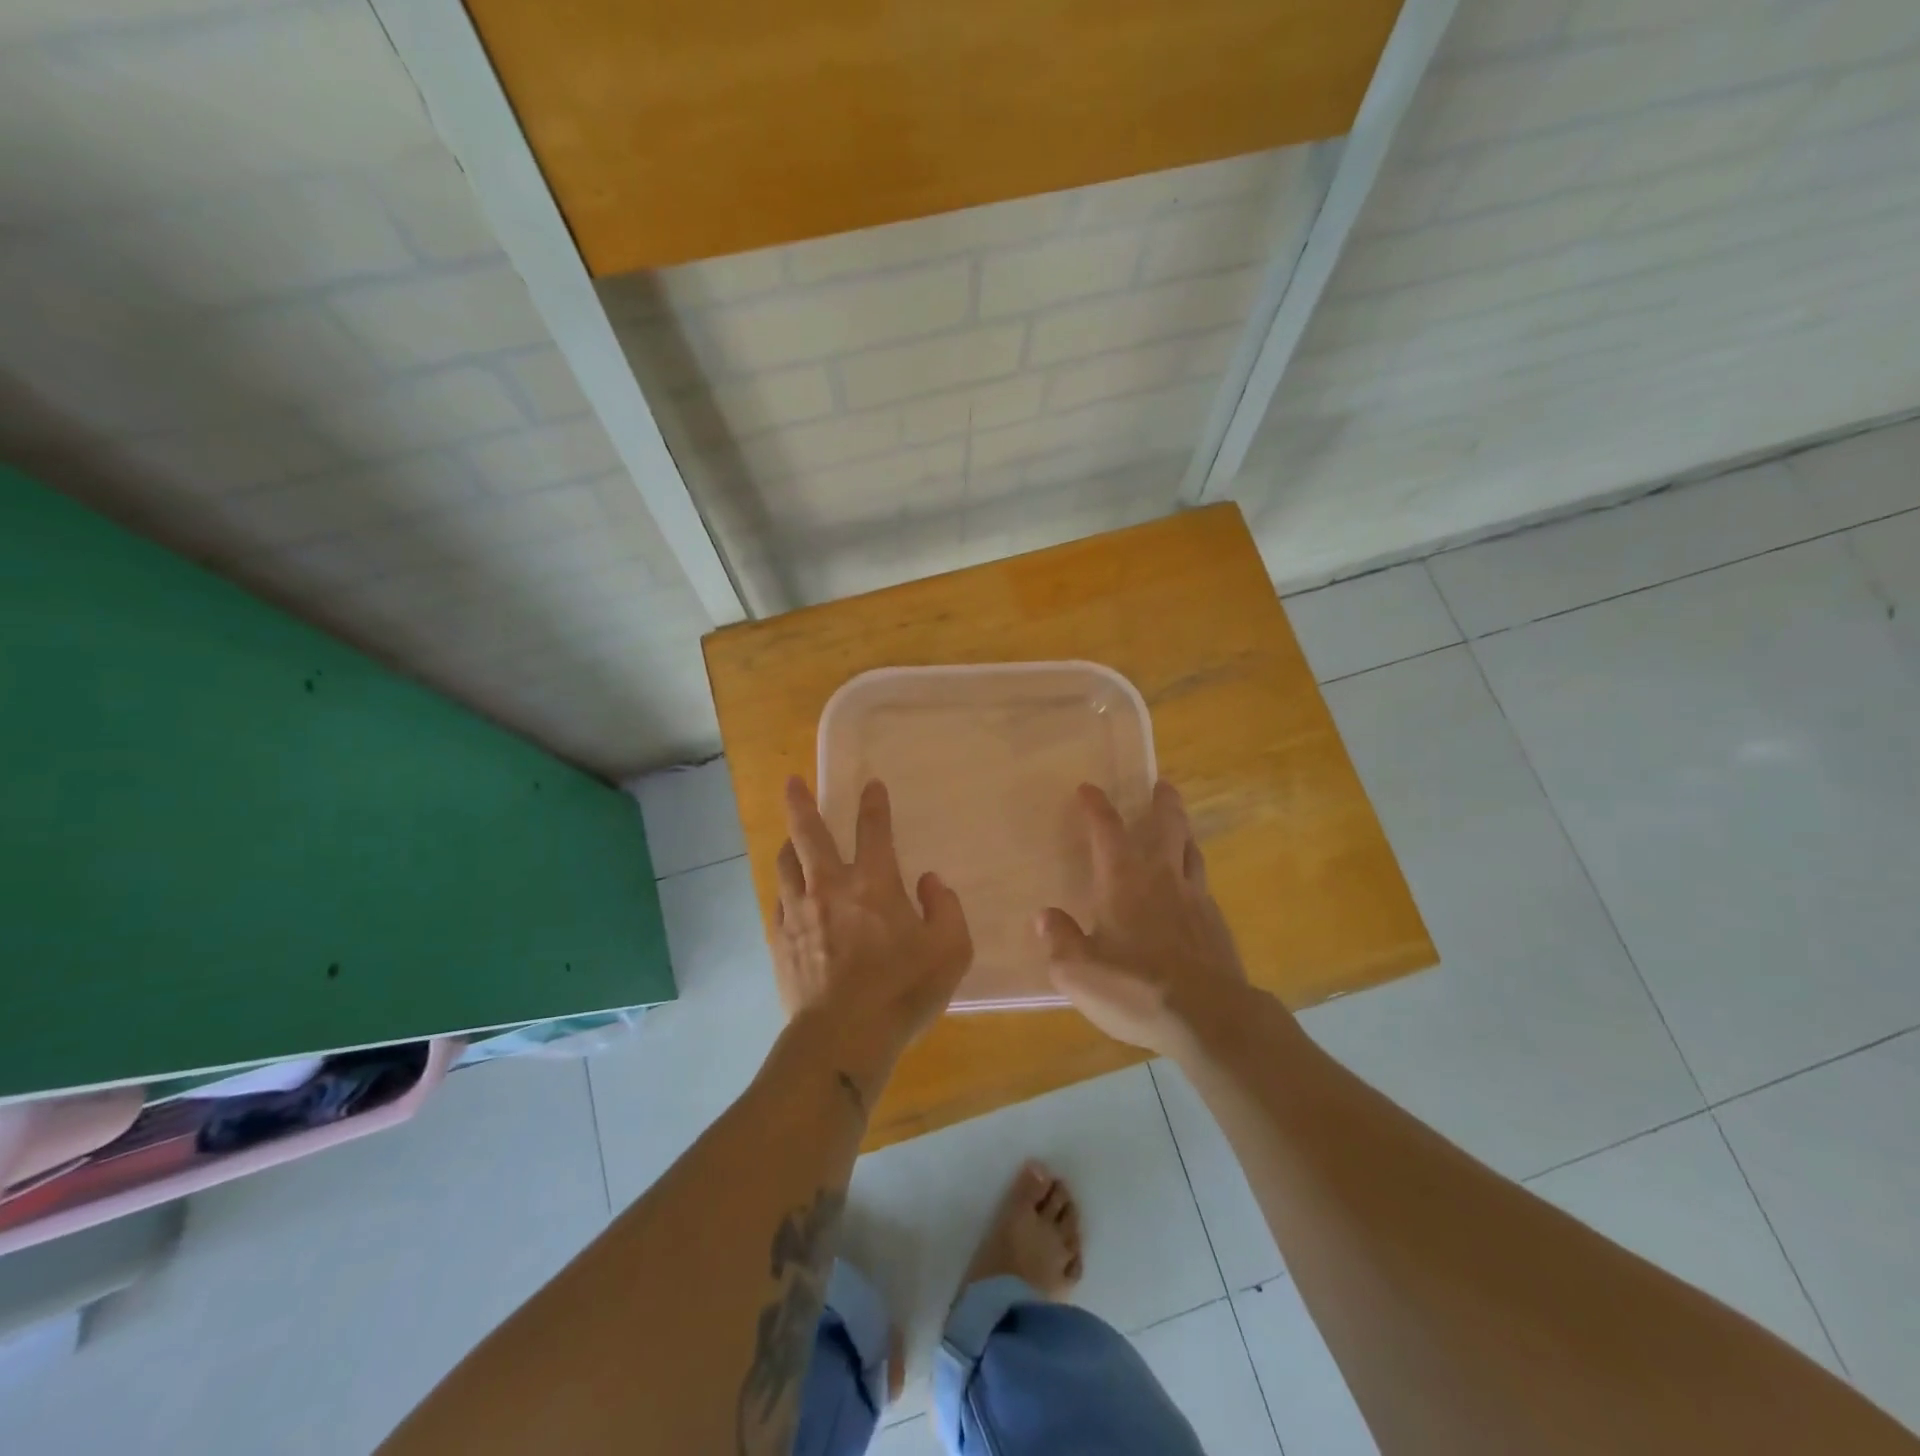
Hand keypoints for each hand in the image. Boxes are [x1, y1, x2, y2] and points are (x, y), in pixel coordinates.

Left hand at [772, 777, 972, 1082]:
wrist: (843, 1038)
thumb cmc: (903, 990)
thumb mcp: (951, 950)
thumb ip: (946, 908)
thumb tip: (928, 882)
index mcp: (873, 883)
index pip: (873, 829)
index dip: (874, 803)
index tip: (871, 785)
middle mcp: (829, 886)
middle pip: (808, 833)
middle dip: (800, 802)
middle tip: (791, 781)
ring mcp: (798, 913)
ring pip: (785, 864)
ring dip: (789, 845)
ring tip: (790, 839)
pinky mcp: (779, 941)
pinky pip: (777, 903)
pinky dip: (784, 891)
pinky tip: (787, 896)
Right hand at [1037, 781, 1249, 1056]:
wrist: (1210, 1018)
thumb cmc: (1135, 988)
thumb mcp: (1078, 972)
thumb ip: (1060, 940)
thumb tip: (1046, 916)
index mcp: (1123, 880)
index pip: (1107, 830)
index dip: (1096, 806)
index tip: (1088, 788)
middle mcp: (1162, 878)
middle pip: (1168, 827)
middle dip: (1163, 803)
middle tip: (1163, 786)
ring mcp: (1196, 900)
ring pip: (1191, 853)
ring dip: (1184, 834)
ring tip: (1180, 829)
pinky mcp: (1217, 927)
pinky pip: (1203, 888)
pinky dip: (1193, 877)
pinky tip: (1190, 893)